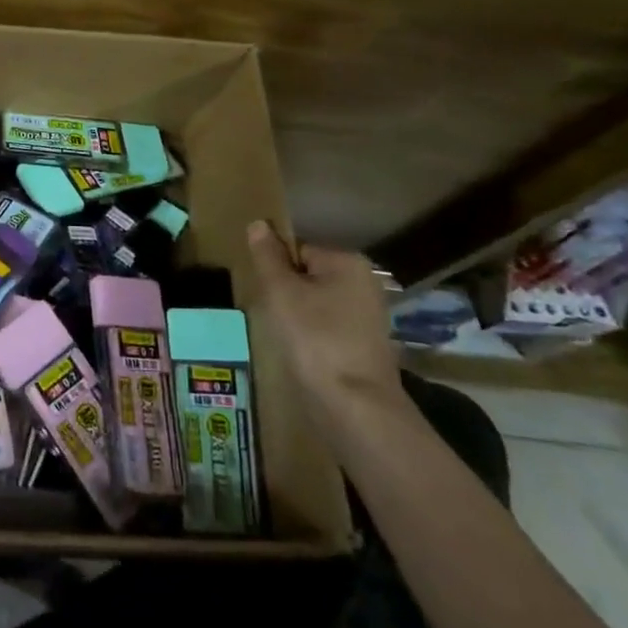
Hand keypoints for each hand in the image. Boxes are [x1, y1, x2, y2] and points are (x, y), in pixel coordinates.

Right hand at [247, 221, 402, 419]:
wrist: (355, 404)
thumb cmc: (315, 338)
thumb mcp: (281, 292)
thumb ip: (268, 256)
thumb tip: (259, 223)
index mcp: (348, 261)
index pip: (297, 250)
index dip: (277, 271)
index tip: (268, 296)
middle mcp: (365, 281)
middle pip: (308, 275)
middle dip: (287, 294)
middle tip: (275, 317)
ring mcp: (368, 314)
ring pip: (316, 303)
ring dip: (297, 316)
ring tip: (288, 338)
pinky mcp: (365, 343)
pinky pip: (327, 326)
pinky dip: (312, 336)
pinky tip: (304, 353)